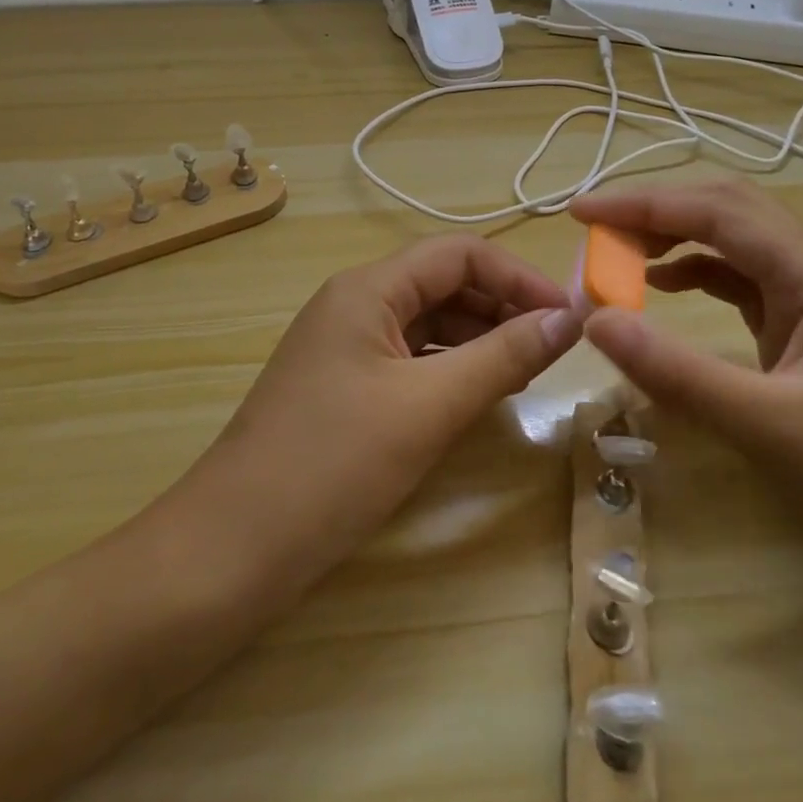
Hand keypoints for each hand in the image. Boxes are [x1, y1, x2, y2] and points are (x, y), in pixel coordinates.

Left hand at [174, 235, 580, 594]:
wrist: (234, 548)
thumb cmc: (334, 464)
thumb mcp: (429, 407)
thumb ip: (502, 356)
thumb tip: (568, 319)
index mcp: (367, 289)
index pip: (458, 254)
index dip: (517, 276)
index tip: (568, 316)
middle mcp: (354, 304)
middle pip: (442, 283)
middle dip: (501, 307)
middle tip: (555, 348)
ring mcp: (345, 346)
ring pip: (428, 323)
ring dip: (479, 339)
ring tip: (525, 372)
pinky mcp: (343, 386)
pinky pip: (409, 359)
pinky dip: (450, 369)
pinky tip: (477, 396)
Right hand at [571, 181, 802, 607]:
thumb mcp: (769, 429)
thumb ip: (677, 372)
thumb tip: (595, 321)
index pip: (718, 213)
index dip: (643, 205)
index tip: (579, 213)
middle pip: (730, 211)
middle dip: (657, 211)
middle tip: (595, 230)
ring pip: (736, 244)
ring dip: (675, 239)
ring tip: (617, 256)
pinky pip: (744, 284)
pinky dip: (696, 275)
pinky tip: (664, 289)